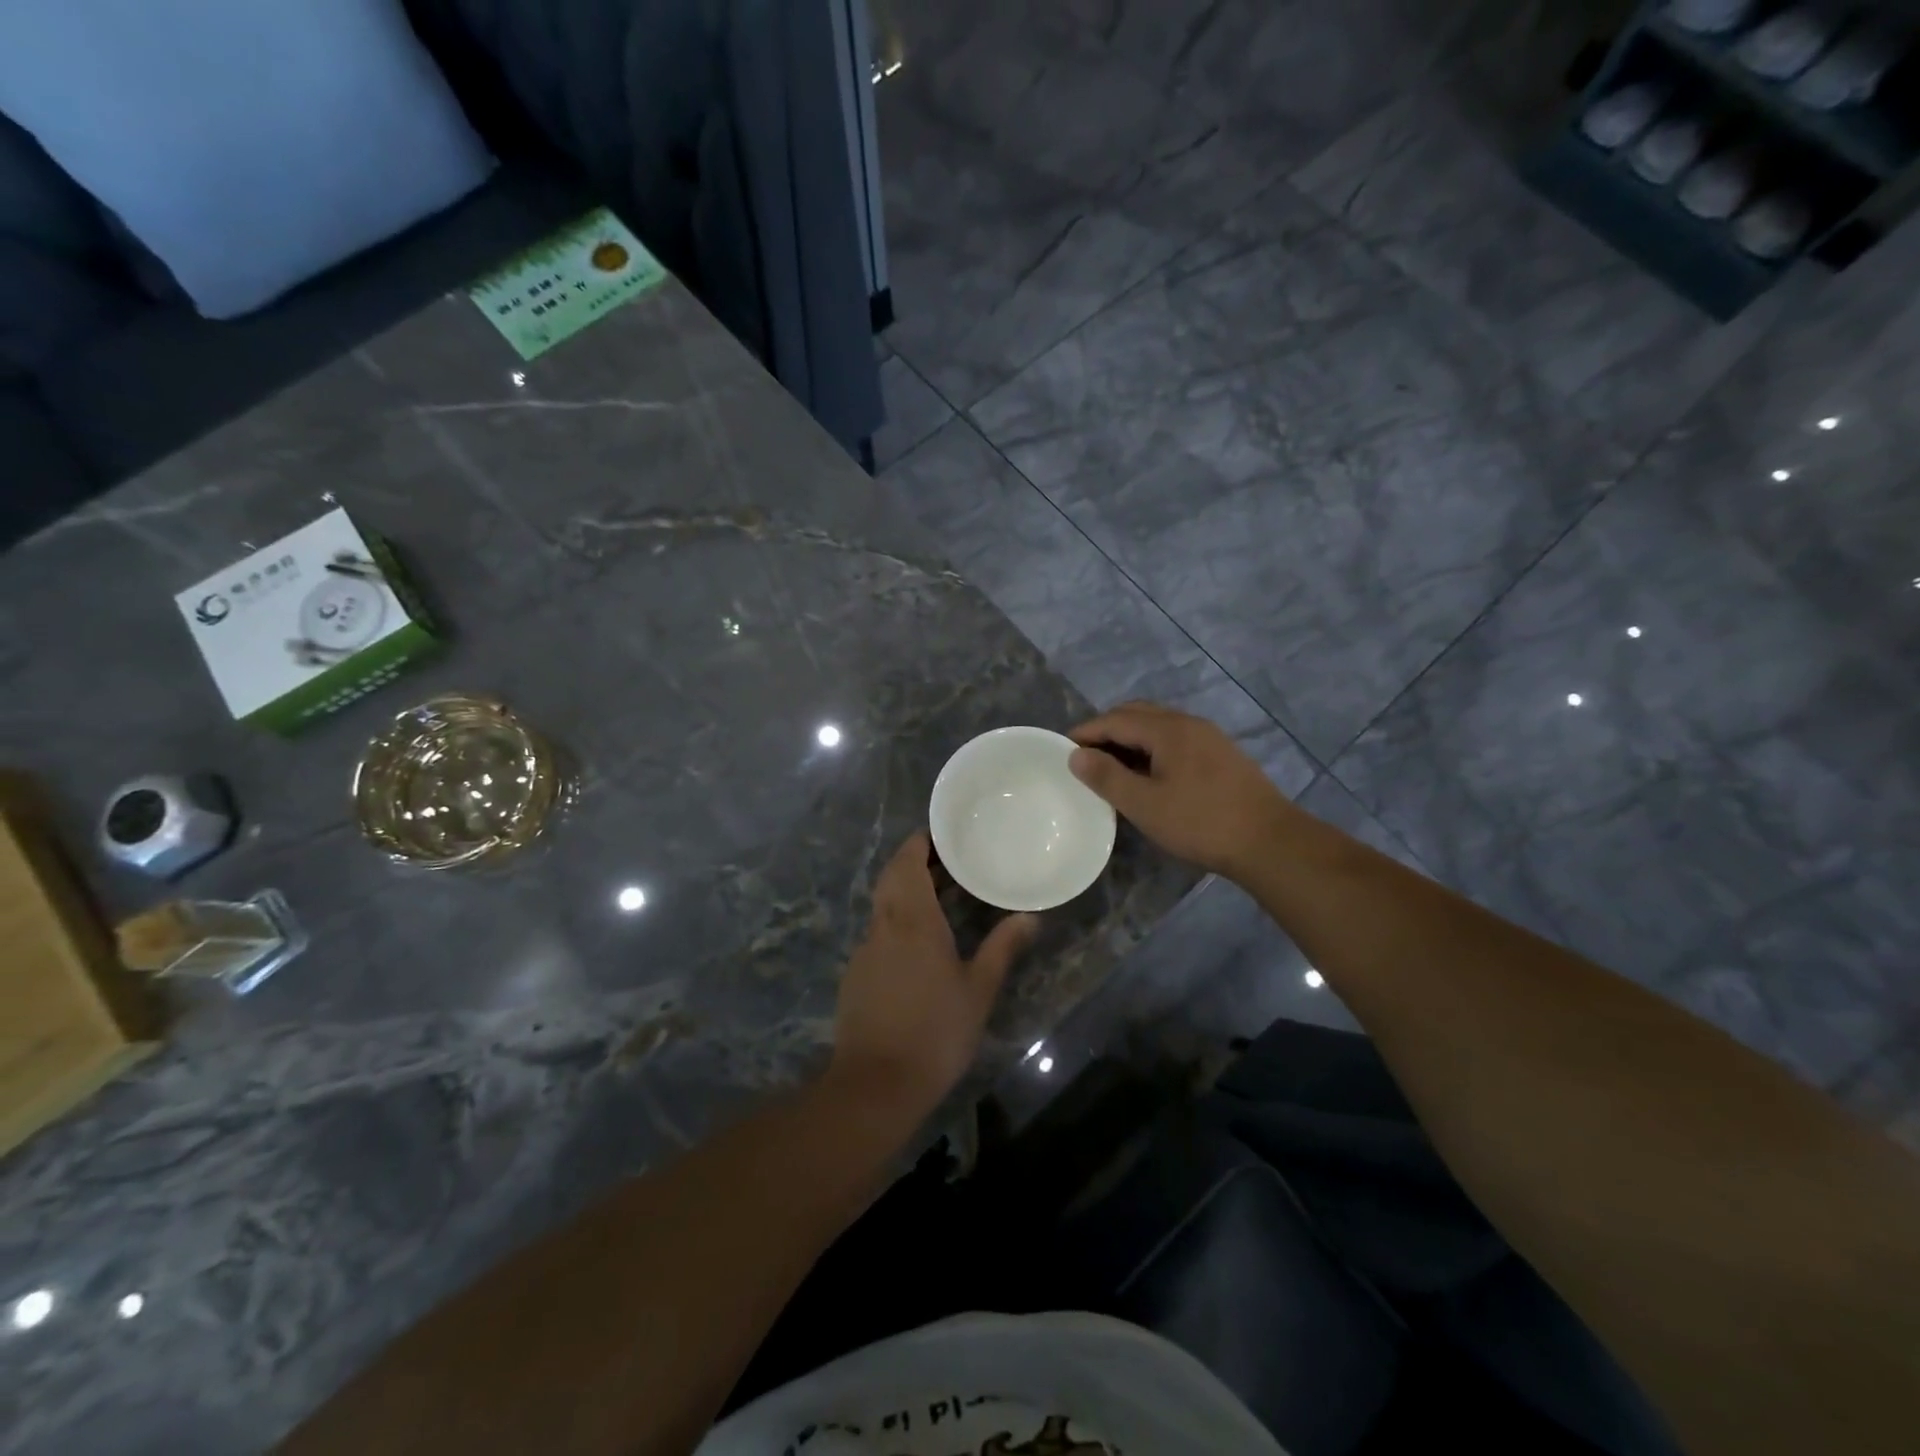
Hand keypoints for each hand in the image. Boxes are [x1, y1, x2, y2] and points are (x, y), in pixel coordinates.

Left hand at [830, 831, 1037, 1118]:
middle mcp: (883, 925)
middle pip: (892, 877)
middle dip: (915, 862)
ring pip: (883, 905)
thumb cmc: (936, 1031)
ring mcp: (865, 950)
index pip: (907, 861)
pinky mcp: (856, 974)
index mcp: (912, 919)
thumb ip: (1003, 948)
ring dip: (906, 892)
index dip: (921, 843)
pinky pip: (878, 932)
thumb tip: (1031, 917)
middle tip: (949, 863)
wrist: (876, 1084)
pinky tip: (919, 944)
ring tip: (941, 897)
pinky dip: (897, 921)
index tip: (943, 835)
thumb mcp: (978, 989)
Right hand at [1069, 702, 1293, 878]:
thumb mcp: (1145, 804)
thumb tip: (1076, 755)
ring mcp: (1209, 738)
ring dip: (1130, 739)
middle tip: (1085, 756)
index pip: (1116, 719)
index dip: (1086, 732)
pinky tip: (1148, 775)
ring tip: (1111, 767)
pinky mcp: (1221, 755)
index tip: (1062, 749)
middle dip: (1107, 730)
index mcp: (1168, 729)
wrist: (1270, 842)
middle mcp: (1188, 723)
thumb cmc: (1201, 822)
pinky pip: (1175, 740)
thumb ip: (1107, 777)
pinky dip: (1151, 748)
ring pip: (1158, 726)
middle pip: (1138, 714)